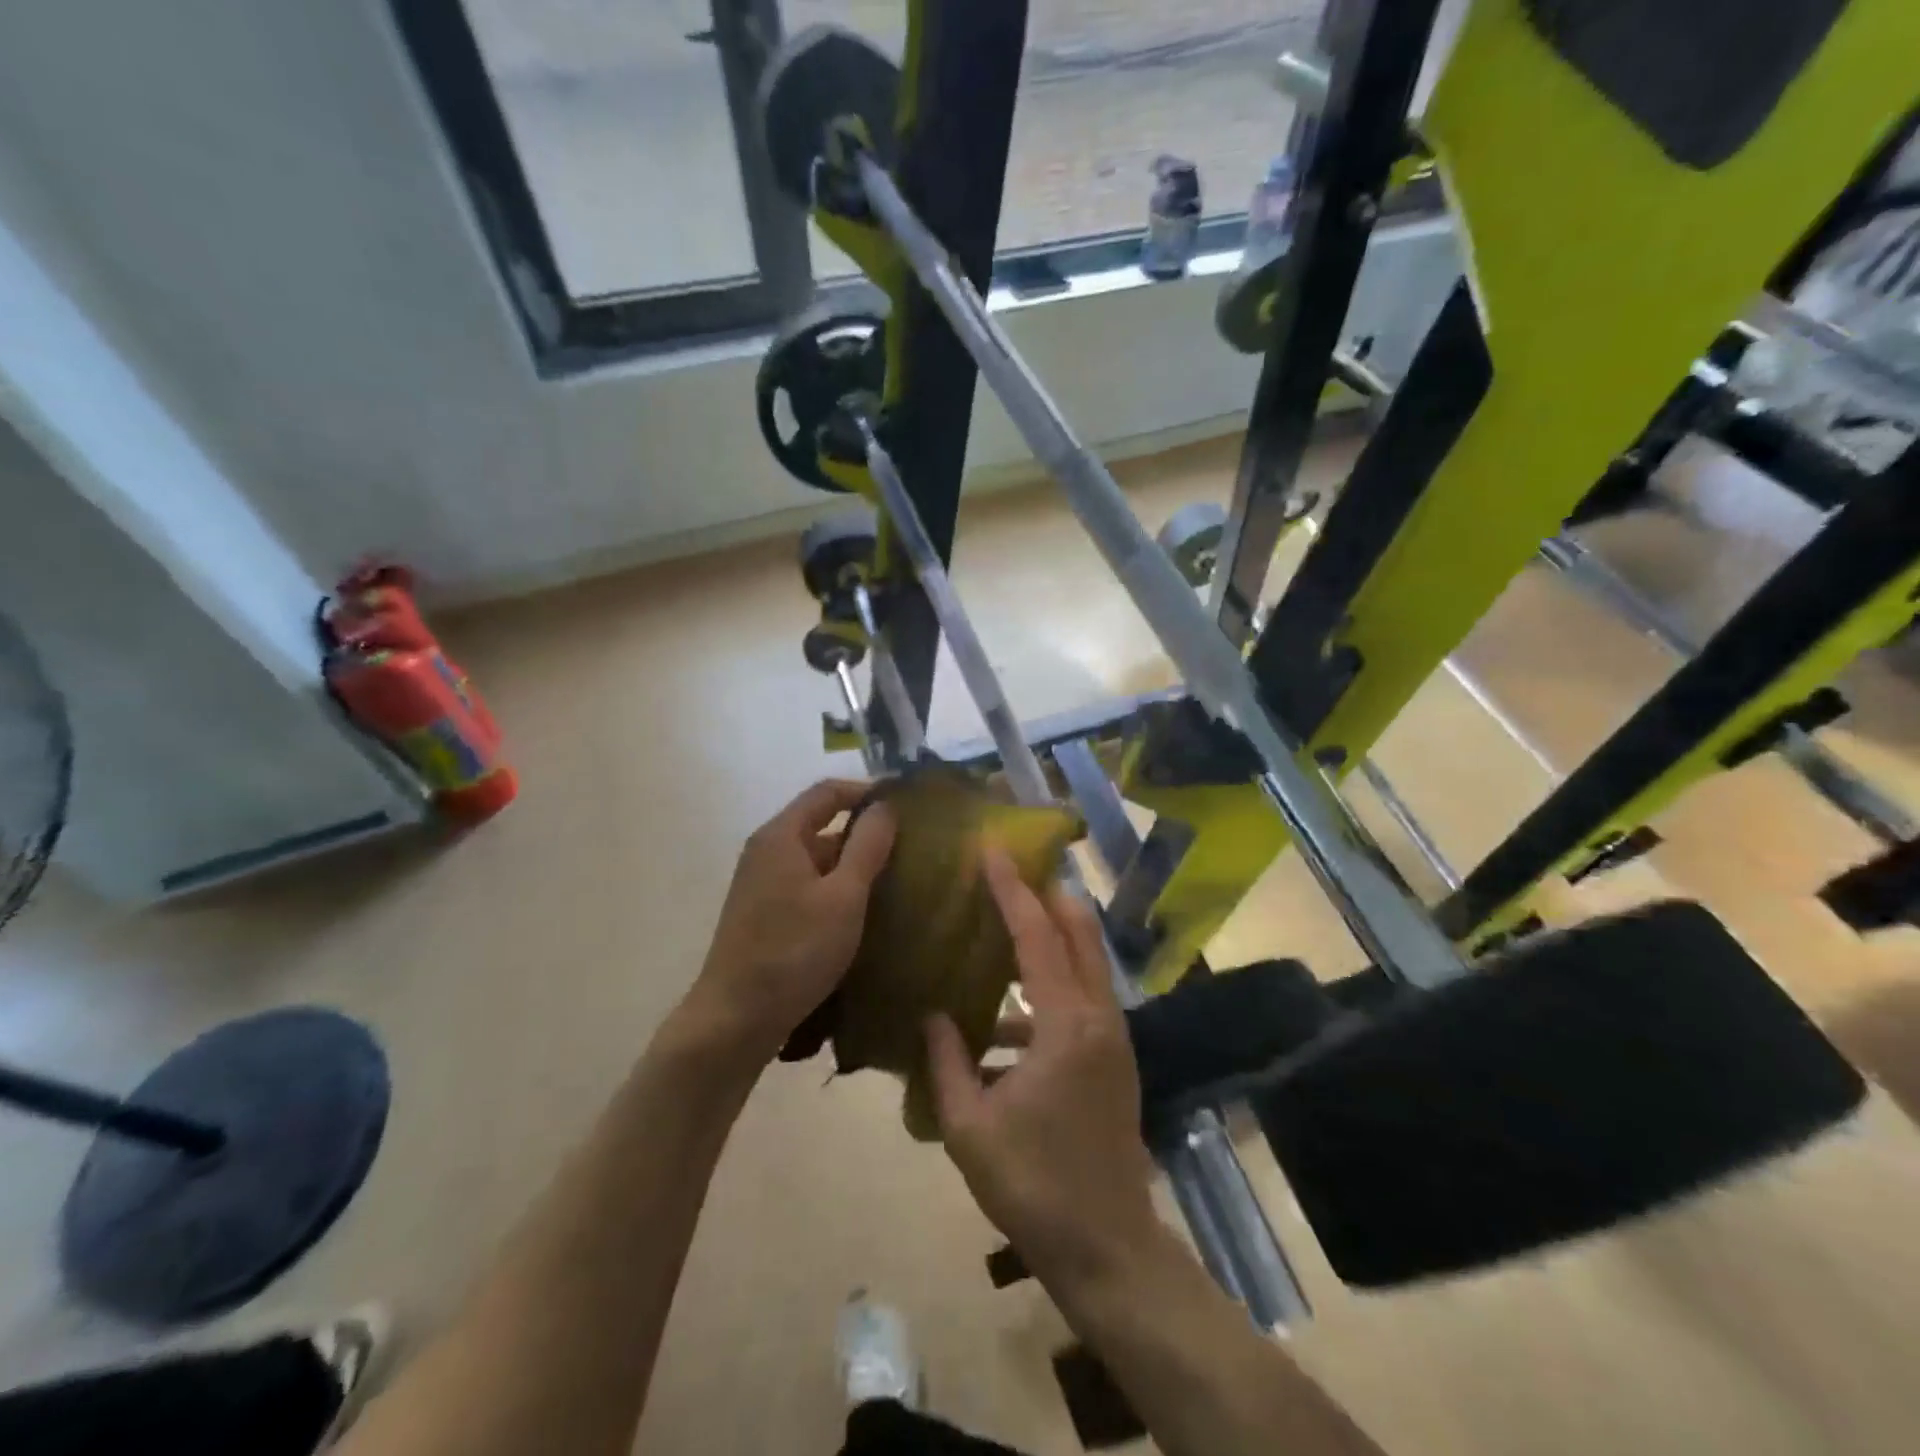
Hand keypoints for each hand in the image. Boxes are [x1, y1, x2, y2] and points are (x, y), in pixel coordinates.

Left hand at [680, 780, 894, 1073]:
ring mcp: (761, 884)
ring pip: (816, 860)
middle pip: (821, 825)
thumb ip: (868, 846)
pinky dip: (836, 890)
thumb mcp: (844, 897)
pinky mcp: (763, 914)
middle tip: (909, 849)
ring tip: (895, 882)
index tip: (906, 805)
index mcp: (782, 835)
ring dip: (853, 866)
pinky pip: (807, 886)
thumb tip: (885, 806)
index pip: (828, 792)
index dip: (867, 792)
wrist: (734, 1020)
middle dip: (865, 833)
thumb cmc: (794, 952)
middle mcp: (767, 851)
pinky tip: (862, 914)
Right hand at [925, 850, 1158, 1282]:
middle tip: (1012, 871)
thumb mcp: (970, 1127)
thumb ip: (946, 1062)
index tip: (994, 852)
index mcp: (1065, 1026)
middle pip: (1078, 935)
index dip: (1013, 891)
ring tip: (1008, 925)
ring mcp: (1112, 1039)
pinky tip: (1008, 1017)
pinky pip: (1082, 1001)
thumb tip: (931, 1015)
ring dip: (1052, 938)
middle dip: (1047, 896)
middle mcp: (1097, 1018)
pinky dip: (1050, 989)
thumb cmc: (1033, 1185)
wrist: (1107, 1248)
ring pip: (1085, 965)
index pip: (1037, 938)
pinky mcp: (1114, 1060)